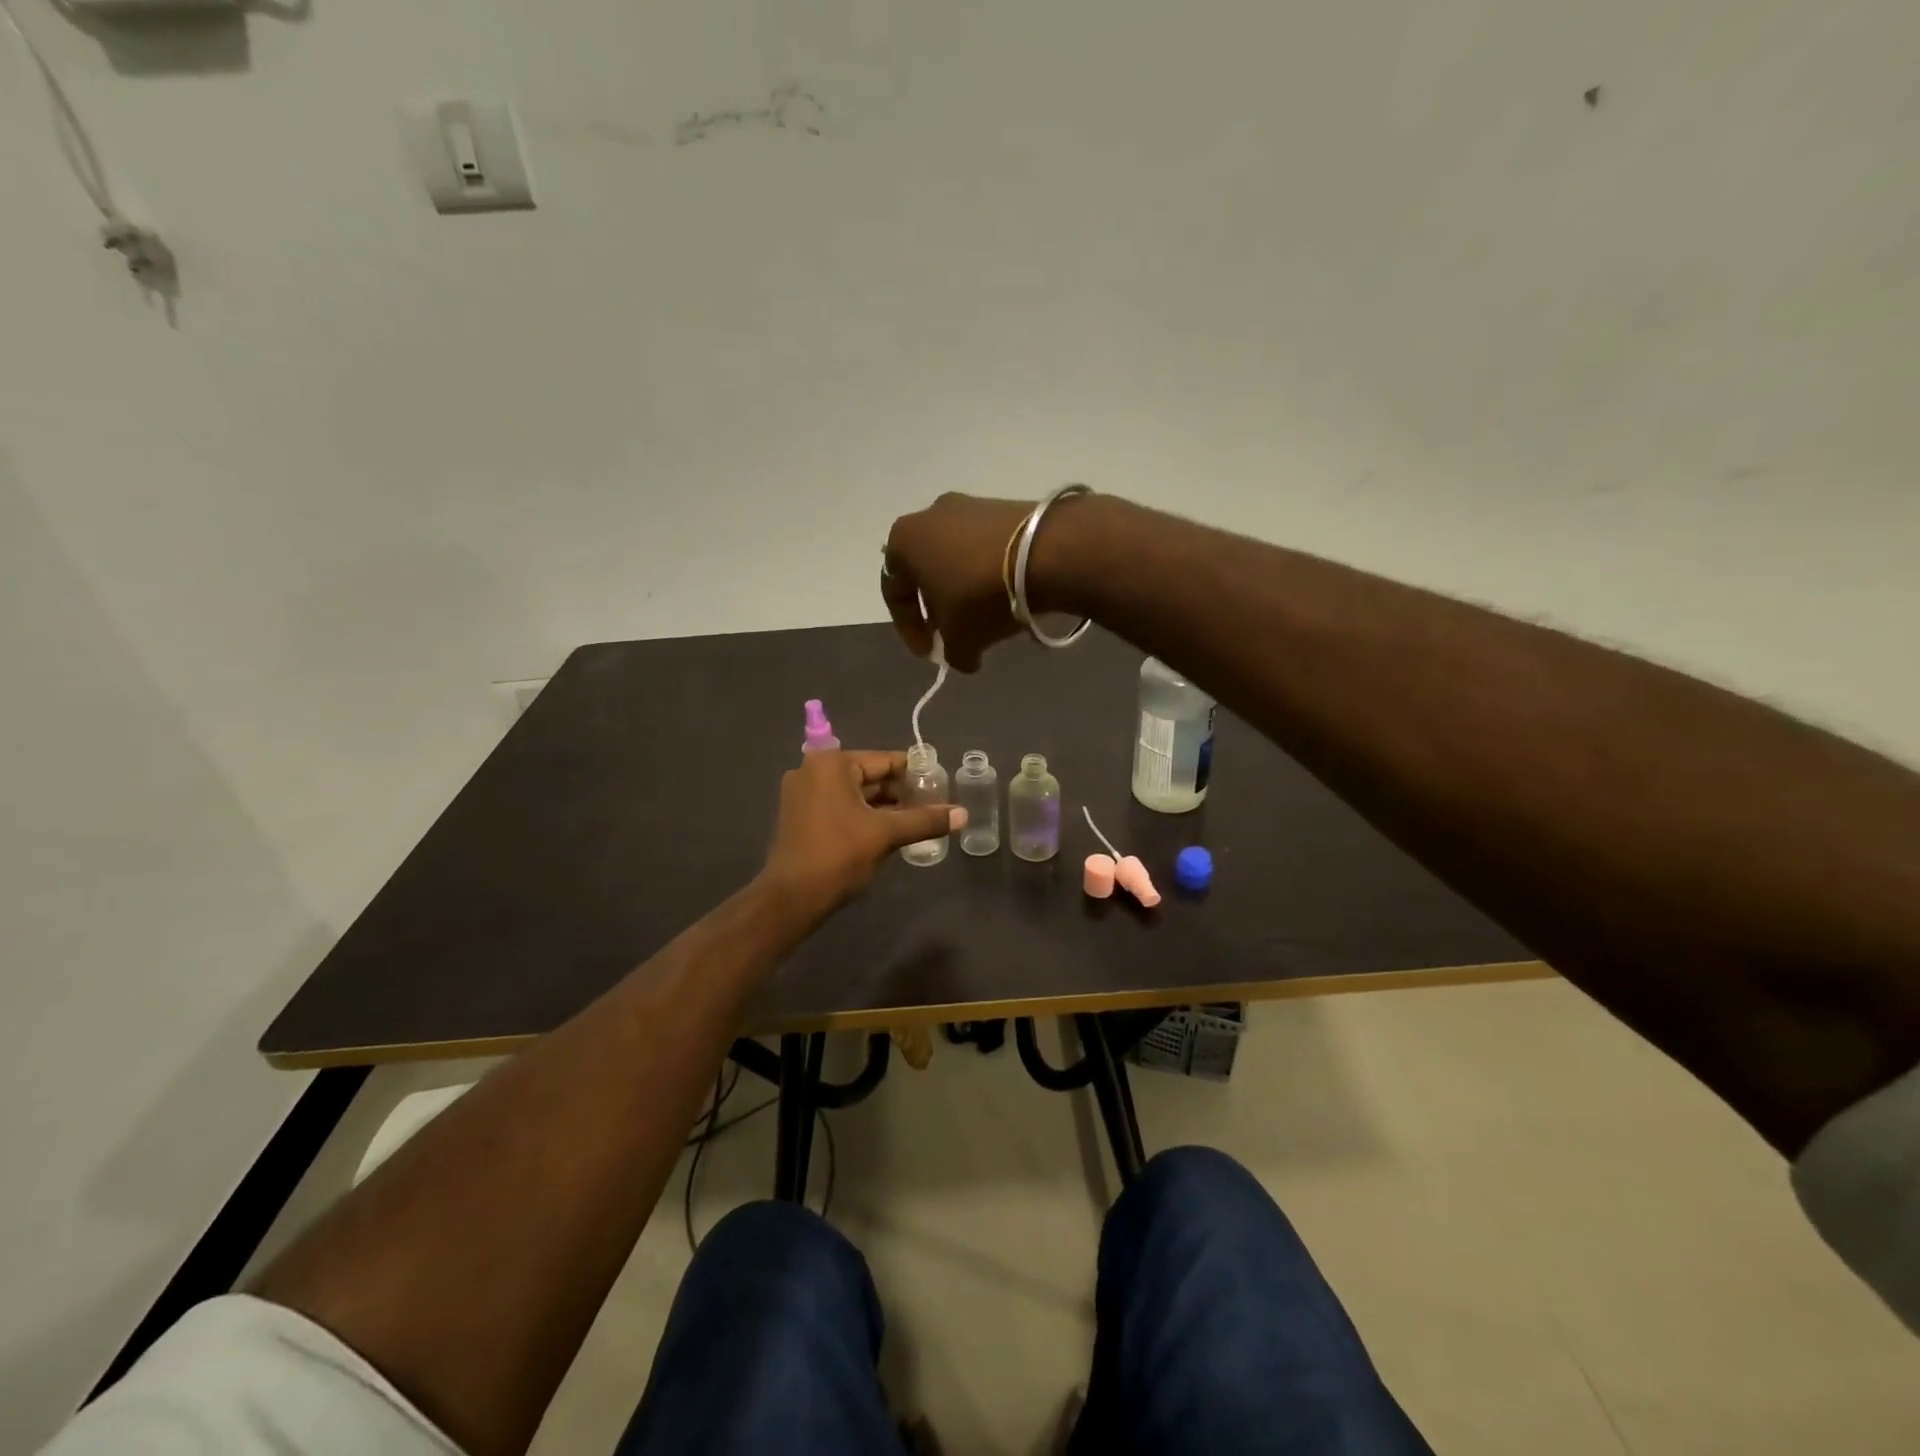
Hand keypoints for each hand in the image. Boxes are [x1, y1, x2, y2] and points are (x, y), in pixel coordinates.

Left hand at [761, 750, 964, 916]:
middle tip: (932, 808)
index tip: (941, 789)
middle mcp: (813, 770)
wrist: (792, 898)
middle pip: (870, 776)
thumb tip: (963, 814)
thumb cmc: (838, 855)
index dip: (916, 775)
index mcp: (831, 764)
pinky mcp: (800, 815)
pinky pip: (841, 806)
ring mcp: (803, 793)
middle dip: (900, 793)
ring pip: (856, 794)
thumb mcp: (886, 834)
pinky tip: (888, 832)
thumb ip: (925, 820)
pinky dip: (864, 816)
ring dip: (884, 807)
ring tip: (916, 822)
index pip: (885, 761)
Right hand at [881, 493, 1036, 671]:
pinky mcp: (1003, 506)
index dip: (909, 630)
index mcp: (903, 541)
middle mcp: (930, 514)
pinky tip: (1005, 597)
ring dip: (963, 592)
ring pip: (955, 560)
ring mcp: (968, 505)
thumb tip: (963, 658)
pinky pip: (984, 549)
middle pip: (925, 573)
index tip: (930, 653)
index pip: (894, 594)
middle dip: (937, 609)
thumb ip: (952, 654)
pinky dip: (987, 574)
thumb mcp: (960, 639)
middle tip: (954, 636)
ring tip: (983, 619)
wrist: (1045, 553)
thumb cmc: (981, 596)